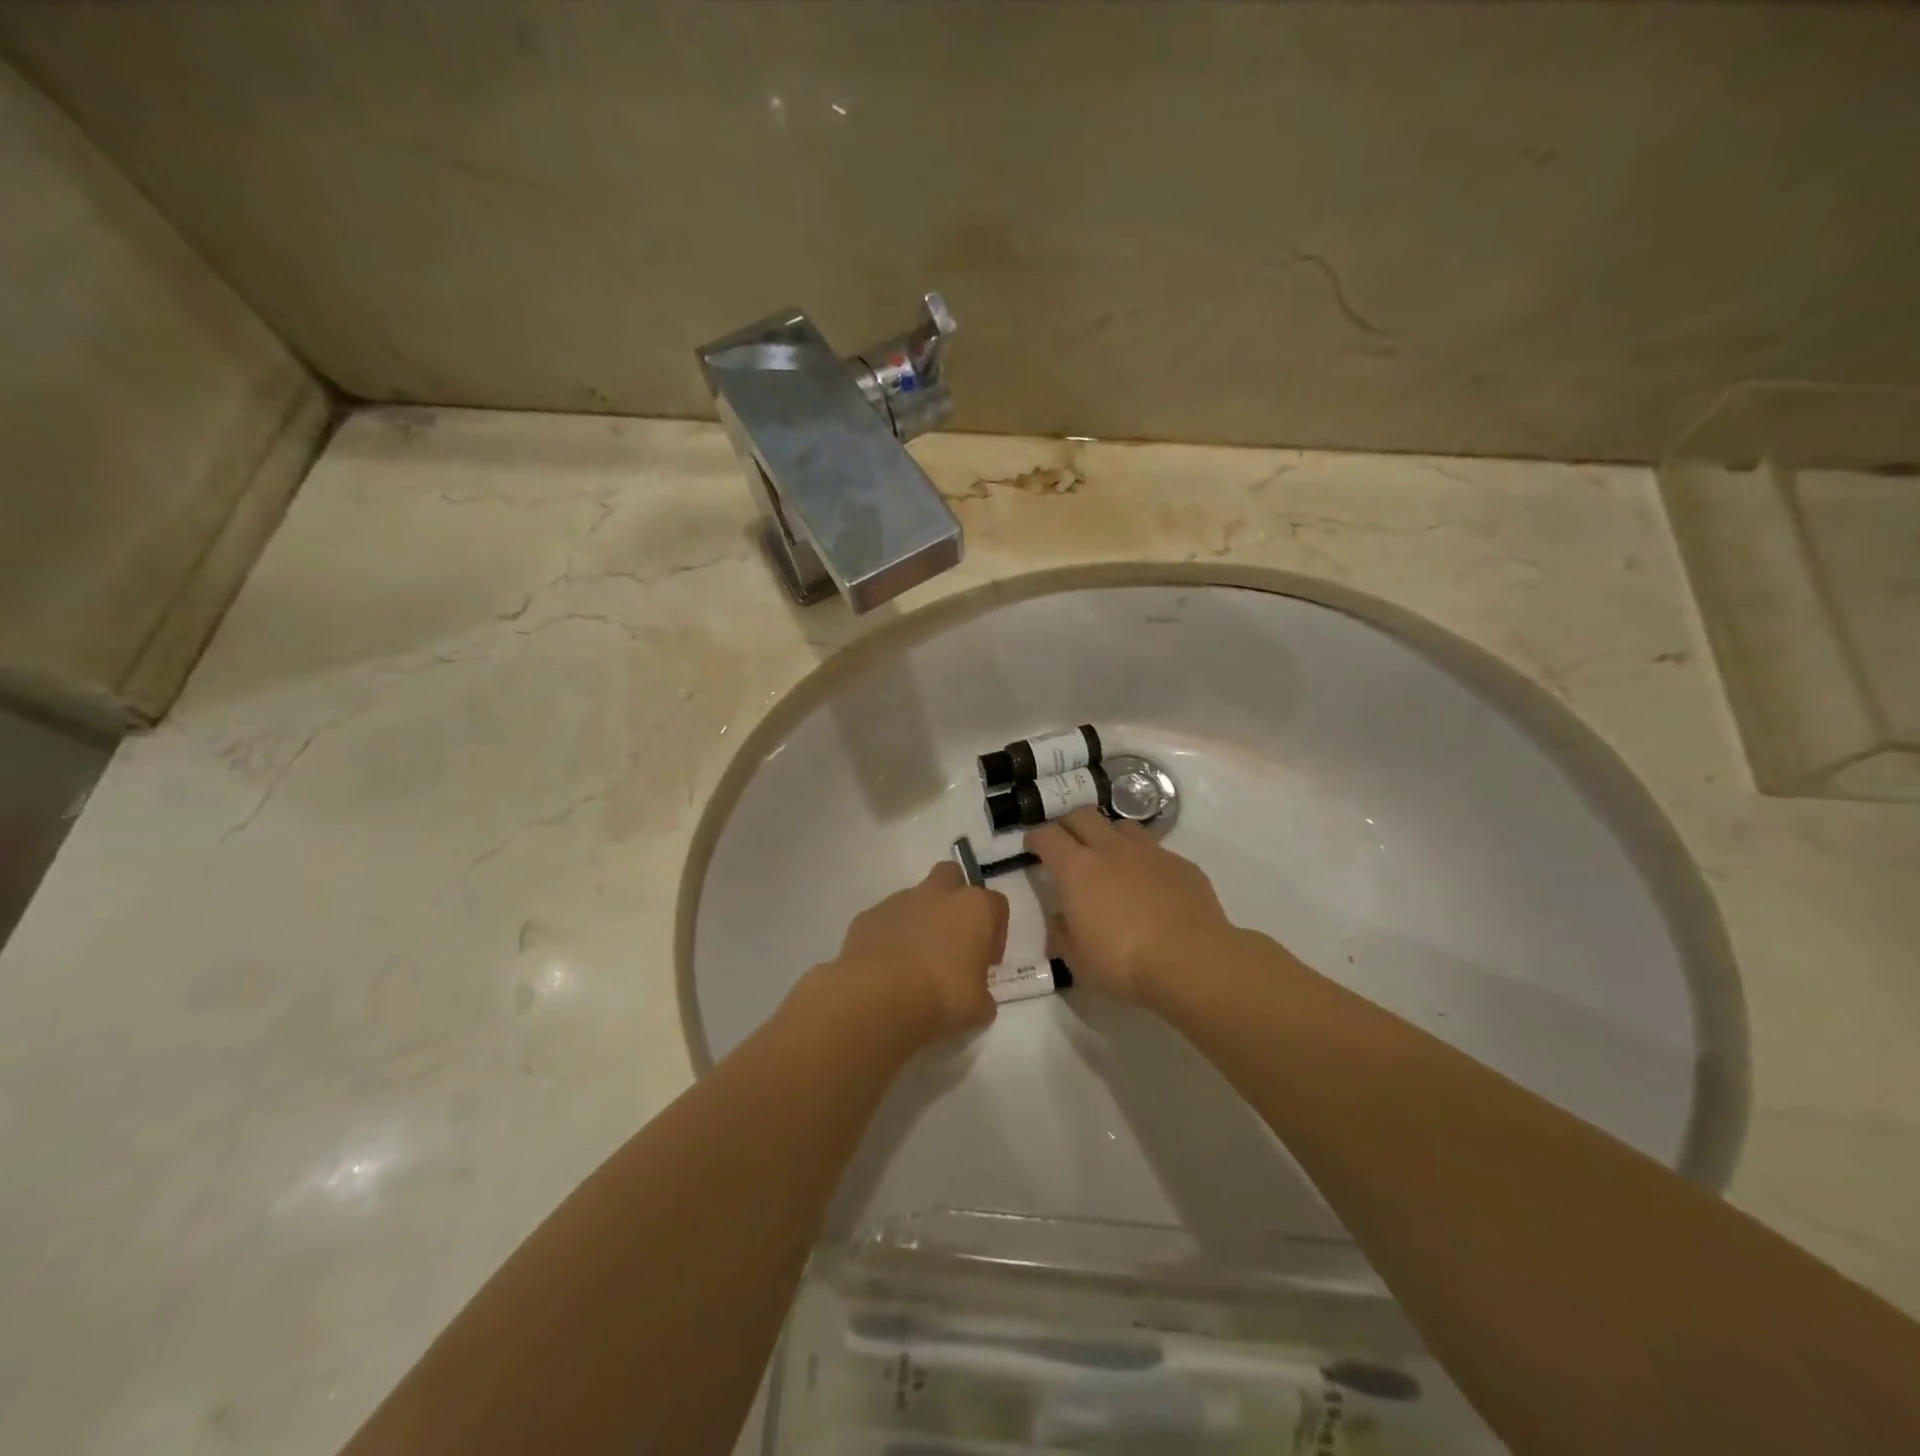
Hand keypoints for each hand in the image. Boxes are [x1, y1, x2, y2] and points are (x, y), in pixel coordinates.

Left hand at [793, 862, 1007, 1054]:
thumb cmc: (942, 998)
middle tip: (952, 941)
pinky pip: (885, 921)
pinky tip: (887, 970)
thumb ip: (982, 995)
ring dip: (919, 922)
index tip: (987, 962)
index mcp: (974, 908)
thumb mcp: (978, 1008)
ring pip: (915, 900)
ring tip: (914, 965)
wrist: (878, 998)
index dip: (995, 932)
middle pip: (952, 877)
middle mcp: (937, 894)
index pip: (996, 905)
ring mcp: (898, 901)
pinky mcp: (867, 916)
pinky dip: (889, 938)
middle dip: (954, 900)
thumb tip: (978, 998)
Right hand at [1024, 809, 1236, 1004]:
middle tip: (1066, 846)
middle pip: (1082, 816)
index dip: (1036, 838)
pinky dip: (1143, 860)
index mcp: (1077, 869)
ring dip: (1108, 836)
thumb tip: (1061, 917)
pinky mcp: (1181, 863)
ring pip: (1121, 826)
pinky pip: (1155, 850)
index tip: (1032, 847)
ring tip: (1109, 859)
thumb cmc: (1124, 964)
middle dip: (1069, 825)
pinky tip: (1149, 884)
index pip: (1047, 836)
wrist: (1192, 962)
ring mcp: (1149, 852)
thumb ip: (1062, 933)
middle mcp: (1111, 849)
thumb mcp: (1078, 961)